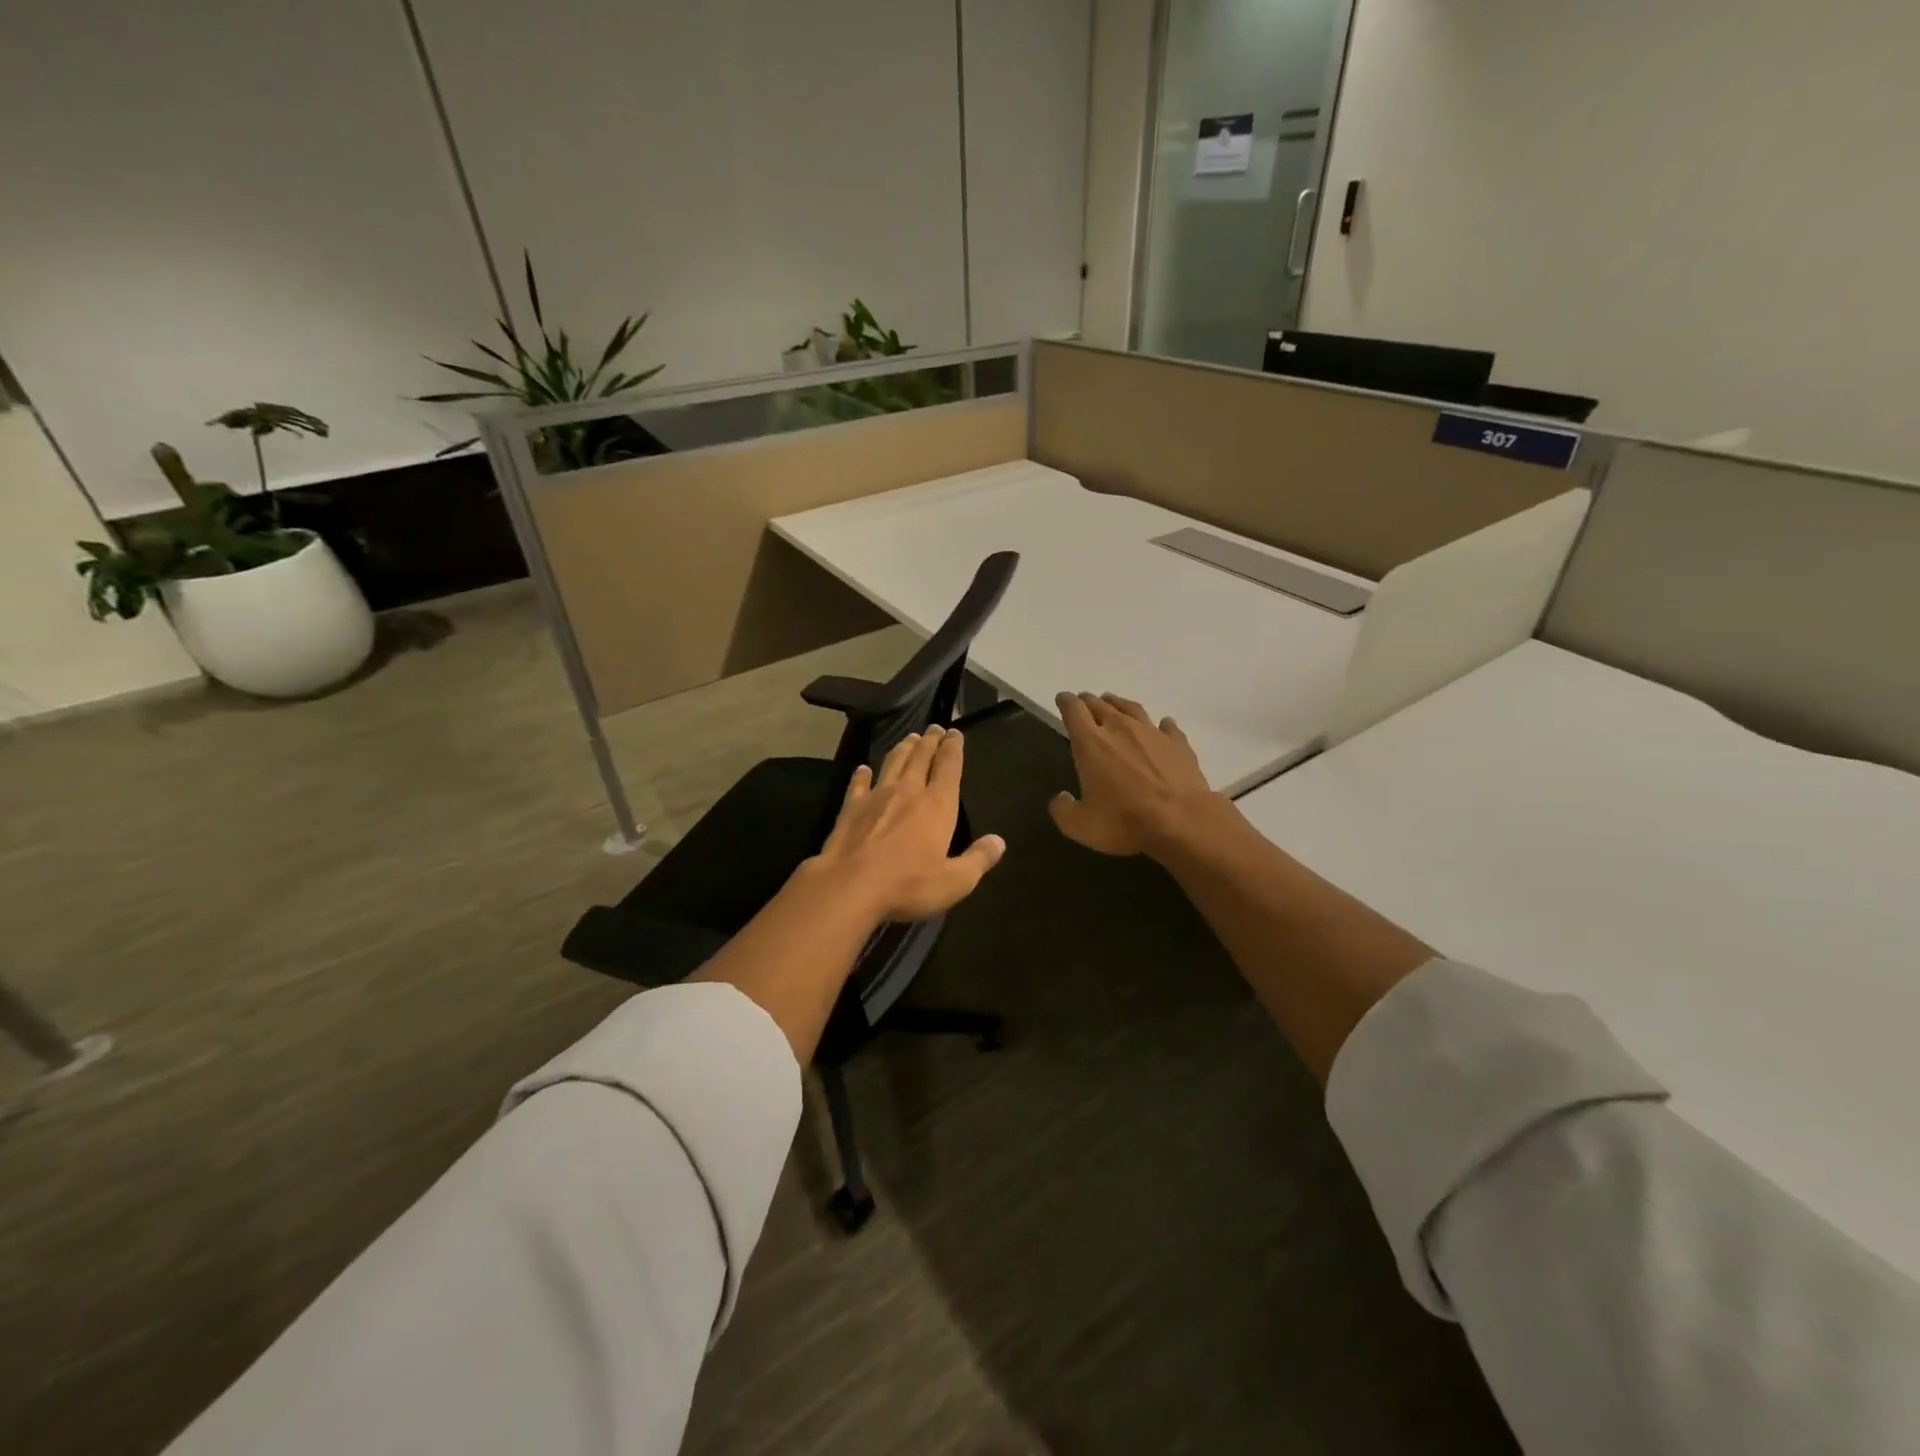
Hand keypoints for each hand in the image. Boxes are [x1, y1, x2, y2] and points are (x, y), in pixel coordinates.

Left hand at [811, 726, 1005, 921]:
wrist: (850, 886)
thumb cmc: (908, 885)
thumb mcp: (955, 882)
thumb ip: (978, 860)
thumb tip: (998, 842)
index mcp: (938, 805)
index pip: (949, 767)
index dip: (954, 748)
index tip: (955, 733)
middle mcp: (909, 791)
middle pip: (921, 757)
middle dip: (930, 741)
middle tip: (934, 728)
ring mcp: (877, 796)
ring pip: (893, 763)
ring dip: (903, 749)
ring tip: (910, 738)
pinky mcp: (850, 808)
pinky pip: (858, 784)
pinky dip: (862, 774)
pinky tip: (863, 769)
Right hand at [1050, 692, 1221, 857]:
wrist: (1182, 821)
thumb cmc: (1125, 821)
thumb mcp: (1081, 826)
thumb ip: (1063, 810)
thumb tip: (1060, 798)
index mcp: (1091, 743)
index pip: (1073, 711)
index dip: (1065, 702)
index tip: (1062, 699)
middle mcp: (1120, 728)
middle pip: (1100, 705)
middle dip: (1088, 702)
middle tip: (1083, 702)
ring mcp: (1152, 733)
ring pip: (1131, 708)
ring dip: (1118, 704)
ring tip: (1113, 703)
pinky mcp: (1178, 743)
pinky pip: (1166, 726)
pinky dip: (1160, 724)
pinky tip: (1162, 725)